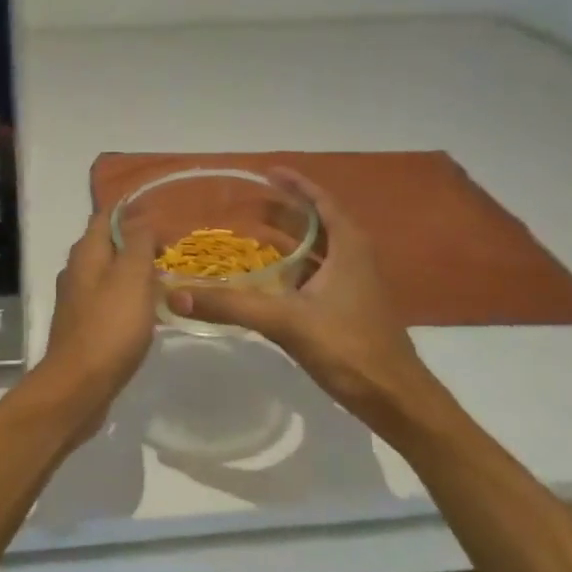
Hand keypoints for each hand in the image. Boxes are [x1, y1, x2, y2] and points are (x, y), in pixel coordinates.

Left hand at [35, 211, 158, 433]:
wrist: (79, 386)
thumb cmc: (110, 326)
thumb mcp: (132, 276)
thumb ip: (138, 243)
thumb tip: (142, 220)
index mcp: (86, 253)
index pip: (107, 216)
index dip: (134, 213)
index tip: (163, 219)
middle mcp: (77, 271)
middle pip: (108, 245)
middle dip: (137, 244)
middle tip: (171, 252)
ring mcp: (77, 300)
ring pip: (110, 275)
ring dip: (135, 274)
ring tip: (166, 281)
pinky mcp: (83, 327)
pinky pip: (109, 302)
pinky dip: (129, 300)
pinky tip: (149, 313)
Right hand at [171, 170, 460, 443]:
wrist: (396, 400)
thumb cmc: (349, 348)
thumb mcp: (285, 322)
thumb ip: (231, 306)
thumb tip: (176, 294)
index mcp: (349, 248)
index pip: (322, 202)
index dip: (297, 185)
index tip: (269, 172)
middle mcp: (355, 259)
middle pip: (319, 224)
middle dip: (286, 211)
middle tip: (249, 203)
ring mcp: (355, 286)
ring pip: (319, 251)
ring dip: (290, 240)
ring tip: (252, 234)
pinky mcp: (349, 310)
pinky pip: (317, 275)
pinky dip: (293, 269)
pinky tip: (269, 281)